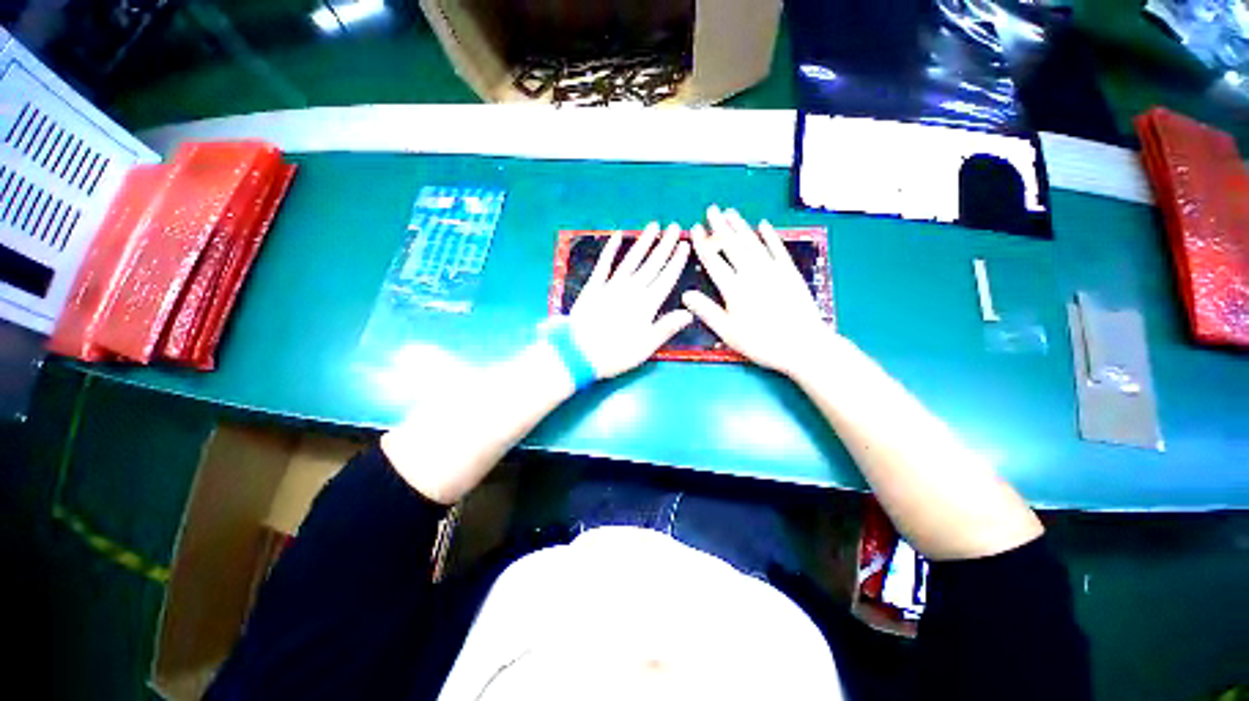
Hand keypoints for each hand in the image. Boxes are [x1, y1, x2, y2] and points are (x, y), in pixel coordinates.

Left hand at [567, 222, 692, 378]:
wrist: (578, 353)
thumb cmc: (615, 353)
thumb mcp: (645, 347)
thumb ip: (666, 327)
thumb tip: (689, 312)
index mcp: (646, 305)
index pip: (666, 279)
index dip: (676, 261)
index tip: (684, 245)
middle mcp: (631, 290)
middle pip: (651, 264)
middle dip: (664, 246)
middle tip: (674, 227)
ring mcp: (611, 286)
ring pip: (631, 260)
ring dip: (643, 242)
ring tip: (653, 226)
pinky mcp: (593, 287)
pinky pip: (603, 264)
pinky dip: (610, 249)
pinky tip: (617, 235)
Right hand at [682, 205, 833, 377]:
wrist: (803, 345)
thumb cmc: (761, 342)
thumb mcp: (727, 332)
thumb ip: (706, 311)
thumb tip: (685, 294)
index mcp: (734, 288)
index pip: (713, 260)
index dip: (703, 243)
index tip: (695, 228)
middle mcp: (751, 273)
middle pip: (732, 245)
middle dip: (720, 226)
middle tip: (712, 209)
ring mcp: (773, 270)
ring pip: (753, 242)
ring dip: (740, 225)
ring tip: (730, 212)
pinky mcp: (790, 272)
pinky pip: (778, 248)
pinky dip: (769, 235)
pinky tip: (763, 224)